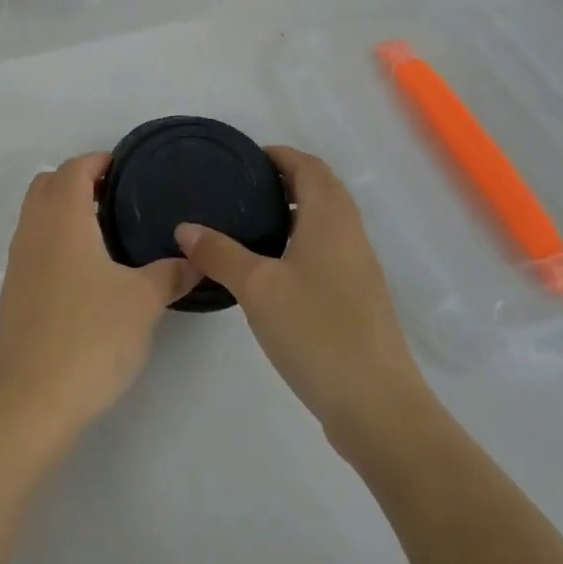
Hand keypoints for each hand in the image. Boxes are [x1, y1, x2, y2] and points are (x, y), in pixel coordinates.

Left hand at [0, 153, 197, 436]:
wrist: (32, 399)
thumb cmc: (91, 336)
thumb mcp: (143, 302)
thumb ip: (171, 275)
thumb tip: (195, 260)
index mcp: (63, 220)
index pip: (74, 169)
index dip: (98, 160)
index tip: (124, 168)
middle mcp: (34, 231)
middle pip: (47, 184)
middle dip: (77, 180)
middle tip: (114, 197)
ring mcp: (18, 262)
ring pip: (36, 215)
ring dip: (63, 210)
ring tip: (104, 233)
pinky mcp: (14, 292)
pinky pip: (33, 245)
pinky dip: (55, 239)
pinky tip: (84, 272)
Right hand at [175, 146, 430, 454]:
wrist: (378, 408)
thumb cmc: (317, 332)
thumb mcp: (257, 288)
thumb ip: (220, 253)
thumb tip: (184, 228)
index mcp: (331, 220)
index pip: (310, 167)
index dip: (280, 155)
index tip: (245, 159)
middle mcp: (351, 237)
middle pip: (322, 191)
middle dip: (285, 181)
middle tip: (241, 189)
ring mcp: (359, 271)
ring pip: (326, 223)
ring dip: (294, 213)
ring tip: (250, 224)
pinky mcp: (358, 301)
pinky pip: (328, 252)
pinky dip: (301, 243)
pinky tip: (272, 270)